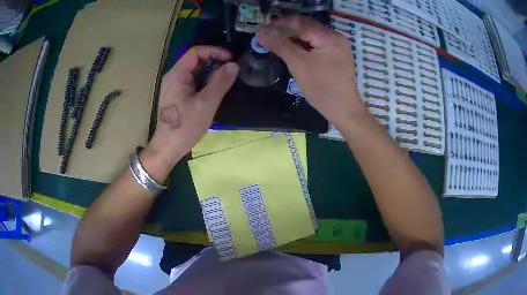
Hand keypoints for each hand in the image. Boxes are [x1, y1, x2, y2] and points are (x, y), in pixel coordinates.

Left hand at [141, 46, 238, 180]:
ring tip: (228, 79)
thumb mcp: (206, 103)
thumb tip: (234, 65)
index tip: (230, 58)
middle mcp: (174, 76)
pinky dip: (206, 82)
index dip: (214, 51)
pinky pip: (194, 82)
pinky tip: (217, 90)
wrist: (168, 148)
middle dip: (214, 62)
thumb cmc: (185, 126)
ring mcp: (175, 86)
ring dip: (212, 73)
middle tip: (232, 69)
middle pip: (195, 60)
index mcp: (177, 74)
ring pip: (196, 72)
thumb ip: (220, 82)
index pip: (195, 52)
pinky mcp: (178, 95)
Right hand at [257, 16, 365, 127]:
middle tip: (268, 34)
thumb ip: (281, 46)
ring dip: (294, 35)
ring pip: (311, 34)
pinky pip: (317, 42)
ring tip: (277, 40)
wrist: (344, 110)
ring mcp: (338, 45)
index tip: (263, 28)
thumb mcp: (299, 65)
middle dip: (287, 28)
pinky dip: (303, 43)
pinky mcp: (337, 54)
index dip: (280, 24)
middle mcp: (336, 36)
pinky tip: (291, 47)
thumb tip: (261, 34)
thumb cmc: (322, 89)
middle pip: (307, 26)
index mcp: (329, 37)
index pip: (300, 23)